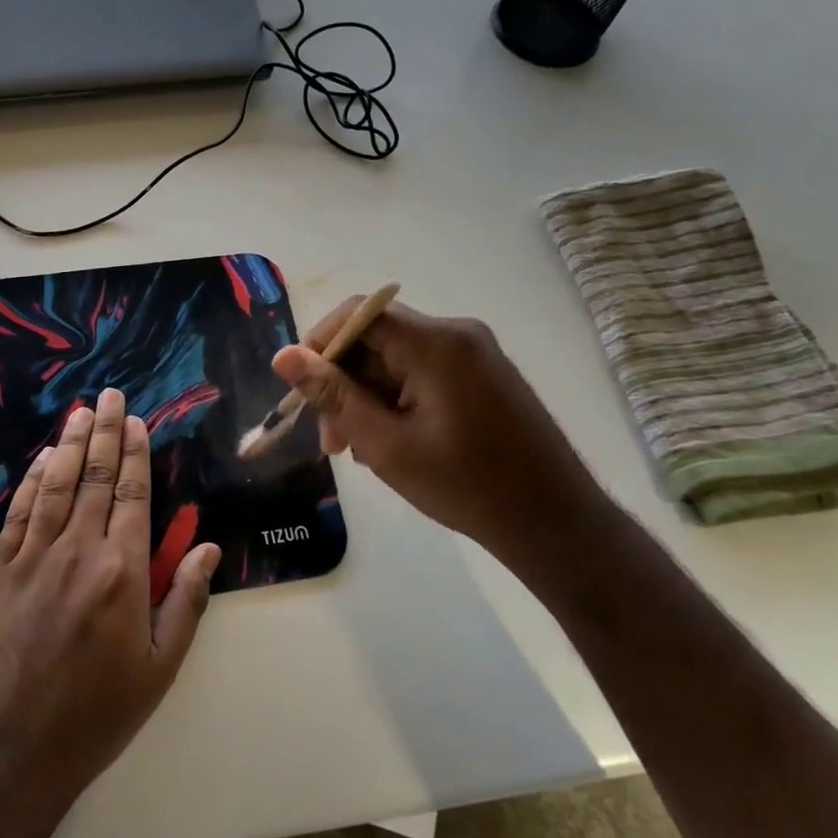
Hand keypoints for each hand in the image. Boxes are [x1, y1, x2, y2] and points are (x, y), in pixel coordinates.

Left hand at [0, 388, 221, 830]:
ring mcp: (32, 559)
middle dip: (104, 432)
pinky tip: (39, 460)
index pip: (131, 494)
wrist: (11, 751)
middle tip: (109, 395)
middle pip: (93, 477)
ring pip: (54, 486)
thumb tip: (210, 546)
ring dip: (68, 445)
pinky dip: (30, 481)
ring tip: (79, 412)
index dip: (135, 453)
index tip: (137, 421)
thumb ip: (187, 601)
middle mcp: (77, 552)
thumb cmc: (97, 715)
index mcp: (122, 572)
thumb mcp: (160, 668)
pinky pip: (17, 514)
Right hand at [273, 299, 615, 568]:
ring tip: (358, 450)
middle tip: (332, 441)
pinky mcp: (484, 376)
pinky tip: (390, 442)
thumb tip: (284, 356)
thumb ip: (333, 396)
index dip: (320, 344)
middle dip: (344, 383)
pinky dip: (397, 400)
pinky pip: (423, 373)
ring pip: (398, 360)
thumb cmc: (465, 486)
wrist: (554, 522)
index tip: (301, 390)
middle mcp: (458, 334)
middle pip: (377, 339)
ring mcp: (476, 354)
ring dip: (368, 398)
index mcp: (436, 343)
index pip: (359, 315)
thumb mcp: (386, 444)